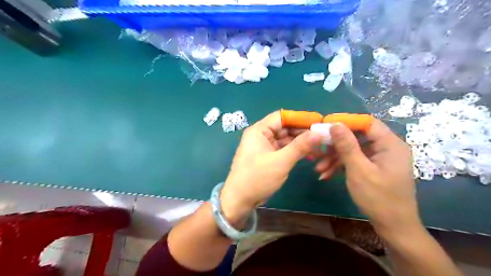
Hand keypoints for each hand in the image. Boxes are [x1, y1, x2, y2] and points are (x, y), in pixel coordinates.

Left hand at [219, 109, 322, 223]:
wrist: (239, 200)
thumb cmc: (257, 178)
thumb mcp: (281, 162)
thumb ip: (300, 146)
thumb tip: (318, 133)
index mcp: (259, 130)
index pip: (282, 117)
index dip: (300, 118)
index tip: (318, 121)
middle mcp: (261, 135)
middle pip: (284, 128)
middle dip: (302, 132)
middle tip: (322, 136)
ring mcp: (264, 146)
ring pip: (285, 139)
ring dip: (300, 142)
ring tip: (319, 146)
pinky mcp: (267, 157)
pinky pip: (283, 149)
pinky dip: (295, 151)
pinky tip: (309, 154)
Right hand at [326, 121, 417, 236]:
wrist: (393, 227)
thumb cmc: (378, 198)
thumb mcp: (359, 170)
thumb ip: (347, 145)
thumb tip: (335, 124)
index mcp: (390, 144)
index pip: (367, 123)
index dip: (346, 121)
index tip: (326, 126)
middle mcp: (387, 148)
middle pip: (357, 137)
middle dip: (335, 145)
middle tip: (318, 150)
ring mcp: (380, 159)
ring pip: (354, 150)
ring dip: (335, 158)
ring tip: (319, 169)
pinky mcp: (374, 168)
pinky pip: (356, 160)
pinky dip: (341, 166)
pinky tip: (326, 175)